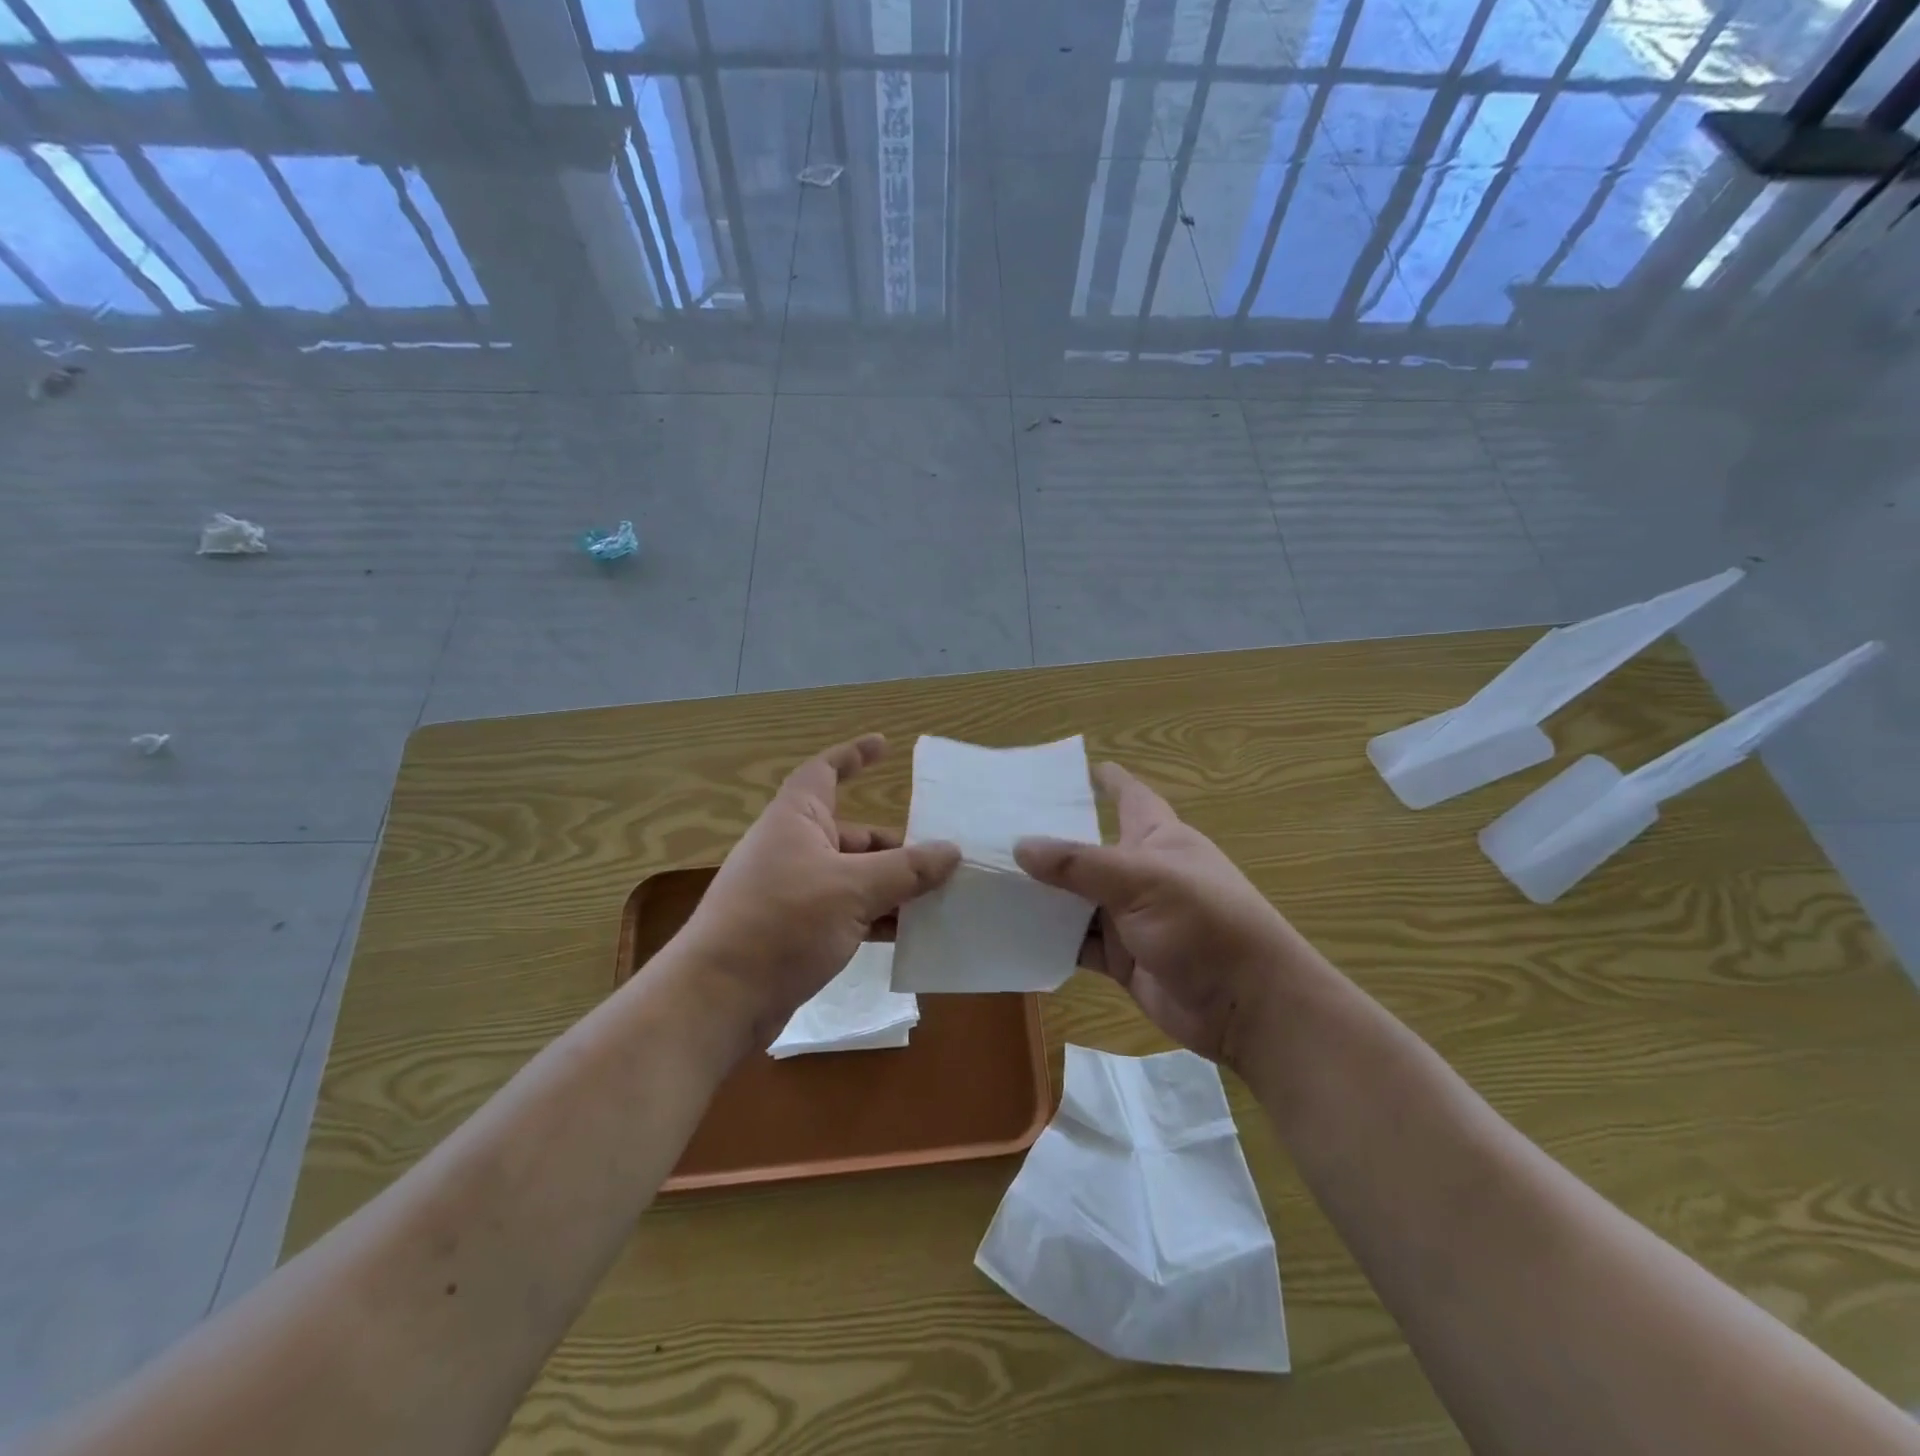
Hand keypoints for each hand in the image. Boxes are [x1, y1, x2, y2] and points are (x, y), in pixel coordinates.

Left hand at [676, 735, 958, 1048]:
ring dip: (892, 888)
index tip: (885, 745)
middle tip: (944, 862)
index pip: (825, 771)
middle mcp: (794, 848)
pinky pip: (846, 913)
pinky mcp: (796, 930)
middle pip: (855, 835)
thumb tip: (952, 850)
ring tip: (940, 901)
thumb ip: (906, 870)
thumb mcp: (852, 891)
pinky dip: (875, 919)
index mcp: (797, 819)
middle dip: (898, 848)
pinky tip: (909, 936)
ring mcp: (794, 891)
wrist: (718, 999)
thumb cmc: (782, 923)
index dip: (854, 755)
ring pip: (854, 878)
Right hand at [1015, 762, 1301, 1068]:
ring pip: (1076, 899)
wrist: (1247, 1005)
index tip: (1061, 769)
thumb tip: (1020, 846)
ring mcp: (1130, 918)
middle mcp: (1140, 872)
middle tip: (995, 828)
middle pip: (1088, 848)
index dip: (1102, 780)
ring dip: (1042, 894)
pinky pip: (1078, 943)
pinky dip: (1051, 939)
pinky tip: (1012, 932)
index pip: (1127, 795)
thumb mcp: (1142, 882)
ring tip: (990, 879)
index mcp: (1156, 838)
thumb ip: (1080, 864)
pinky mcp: (1122, 958)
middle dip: (1050, 840)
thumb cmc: (1204, 923)